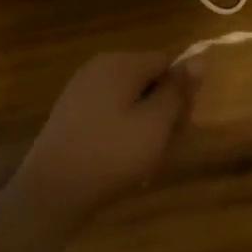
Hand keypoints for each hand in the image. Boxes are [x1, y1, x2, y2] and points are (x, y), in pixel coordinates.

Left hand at [12, 51, 202, 213]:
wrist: (51, 192)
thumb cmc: (112, 154)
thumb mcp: (157, 123)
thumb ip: (179, 90)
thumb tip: (199, 59)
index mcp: (121, 63)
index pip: (168, 61)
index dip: (181, 92)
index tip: (181, 125)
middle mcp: (99, 67)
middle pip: (148, 80)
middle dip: (163, 110)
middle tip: (163, 146)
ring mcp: (81, 90)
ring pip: (131, 101)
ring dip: (145, 126)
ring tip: (143, 160)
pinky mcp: (70, 115)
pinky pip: (110, 115)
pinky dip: (121, 134)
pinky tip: (120, 162)